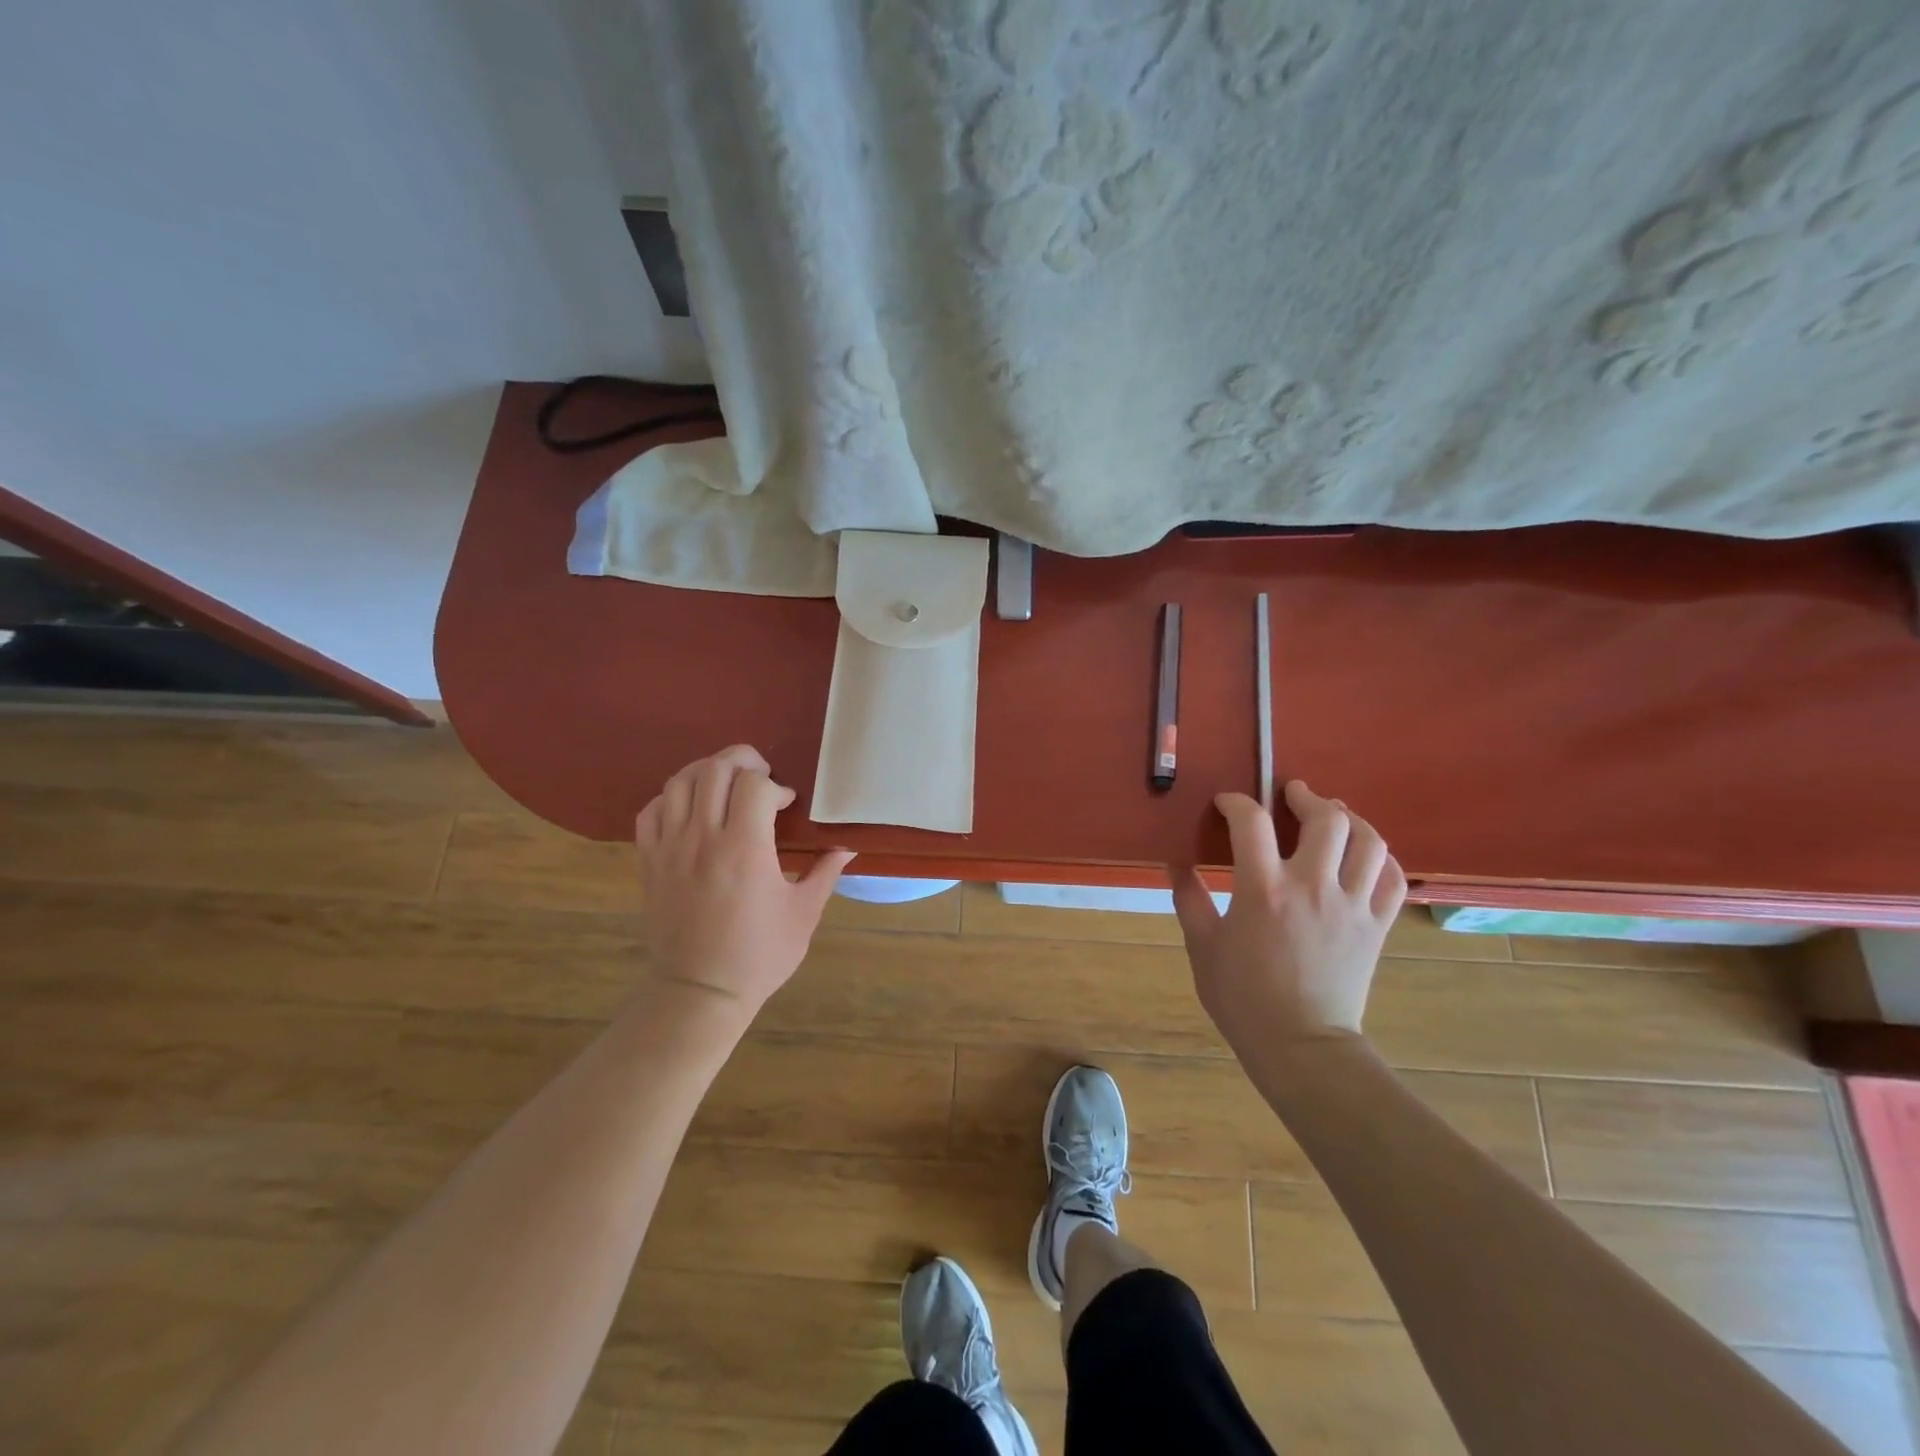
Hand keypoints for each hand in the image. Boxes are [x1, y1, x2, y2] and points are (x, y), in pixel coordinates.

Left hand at [634, 745, 853, 1016]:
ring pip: (679, 782)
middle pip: (715, 770)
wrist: (699, 992)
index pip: (754, 784)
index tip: (786, 804)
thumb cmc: (759, 955)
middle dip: (742, 761)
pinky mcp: (650, 861)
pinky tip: (691, 808)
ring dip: (707, 772)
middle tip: (760, 777)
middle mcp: (703, 838)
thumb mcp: (803, 914)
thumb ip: (825, 872)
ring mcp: (670, 848)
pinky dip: (671, 797)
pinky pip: (651, 810)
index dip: (774, 785)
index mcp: (745, 848)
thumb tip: (848, 845)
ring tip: (726, 785)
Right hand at [1171, 781, 1406, 1058]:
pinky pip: (1392, 878)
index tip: (1226, 804)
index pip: (1252, 822)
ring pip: (1368, 841)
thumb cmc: (1242, 997)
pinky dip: (1380, 856)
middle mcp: (1313, 887)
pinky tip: (1363, 853)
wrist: (1300, 1046)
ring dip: (1350, 818)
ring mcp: (1352, 906)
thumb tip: (1174, 861)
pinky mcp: (1377, 926)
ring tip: (1332, 813)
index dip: (1236, 802)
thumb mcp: (1202, 945)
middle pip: (1325, 819)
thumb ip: (1188, 897)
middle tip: (1290, 794)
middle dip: (1305, 797)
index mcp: (1263, 890)